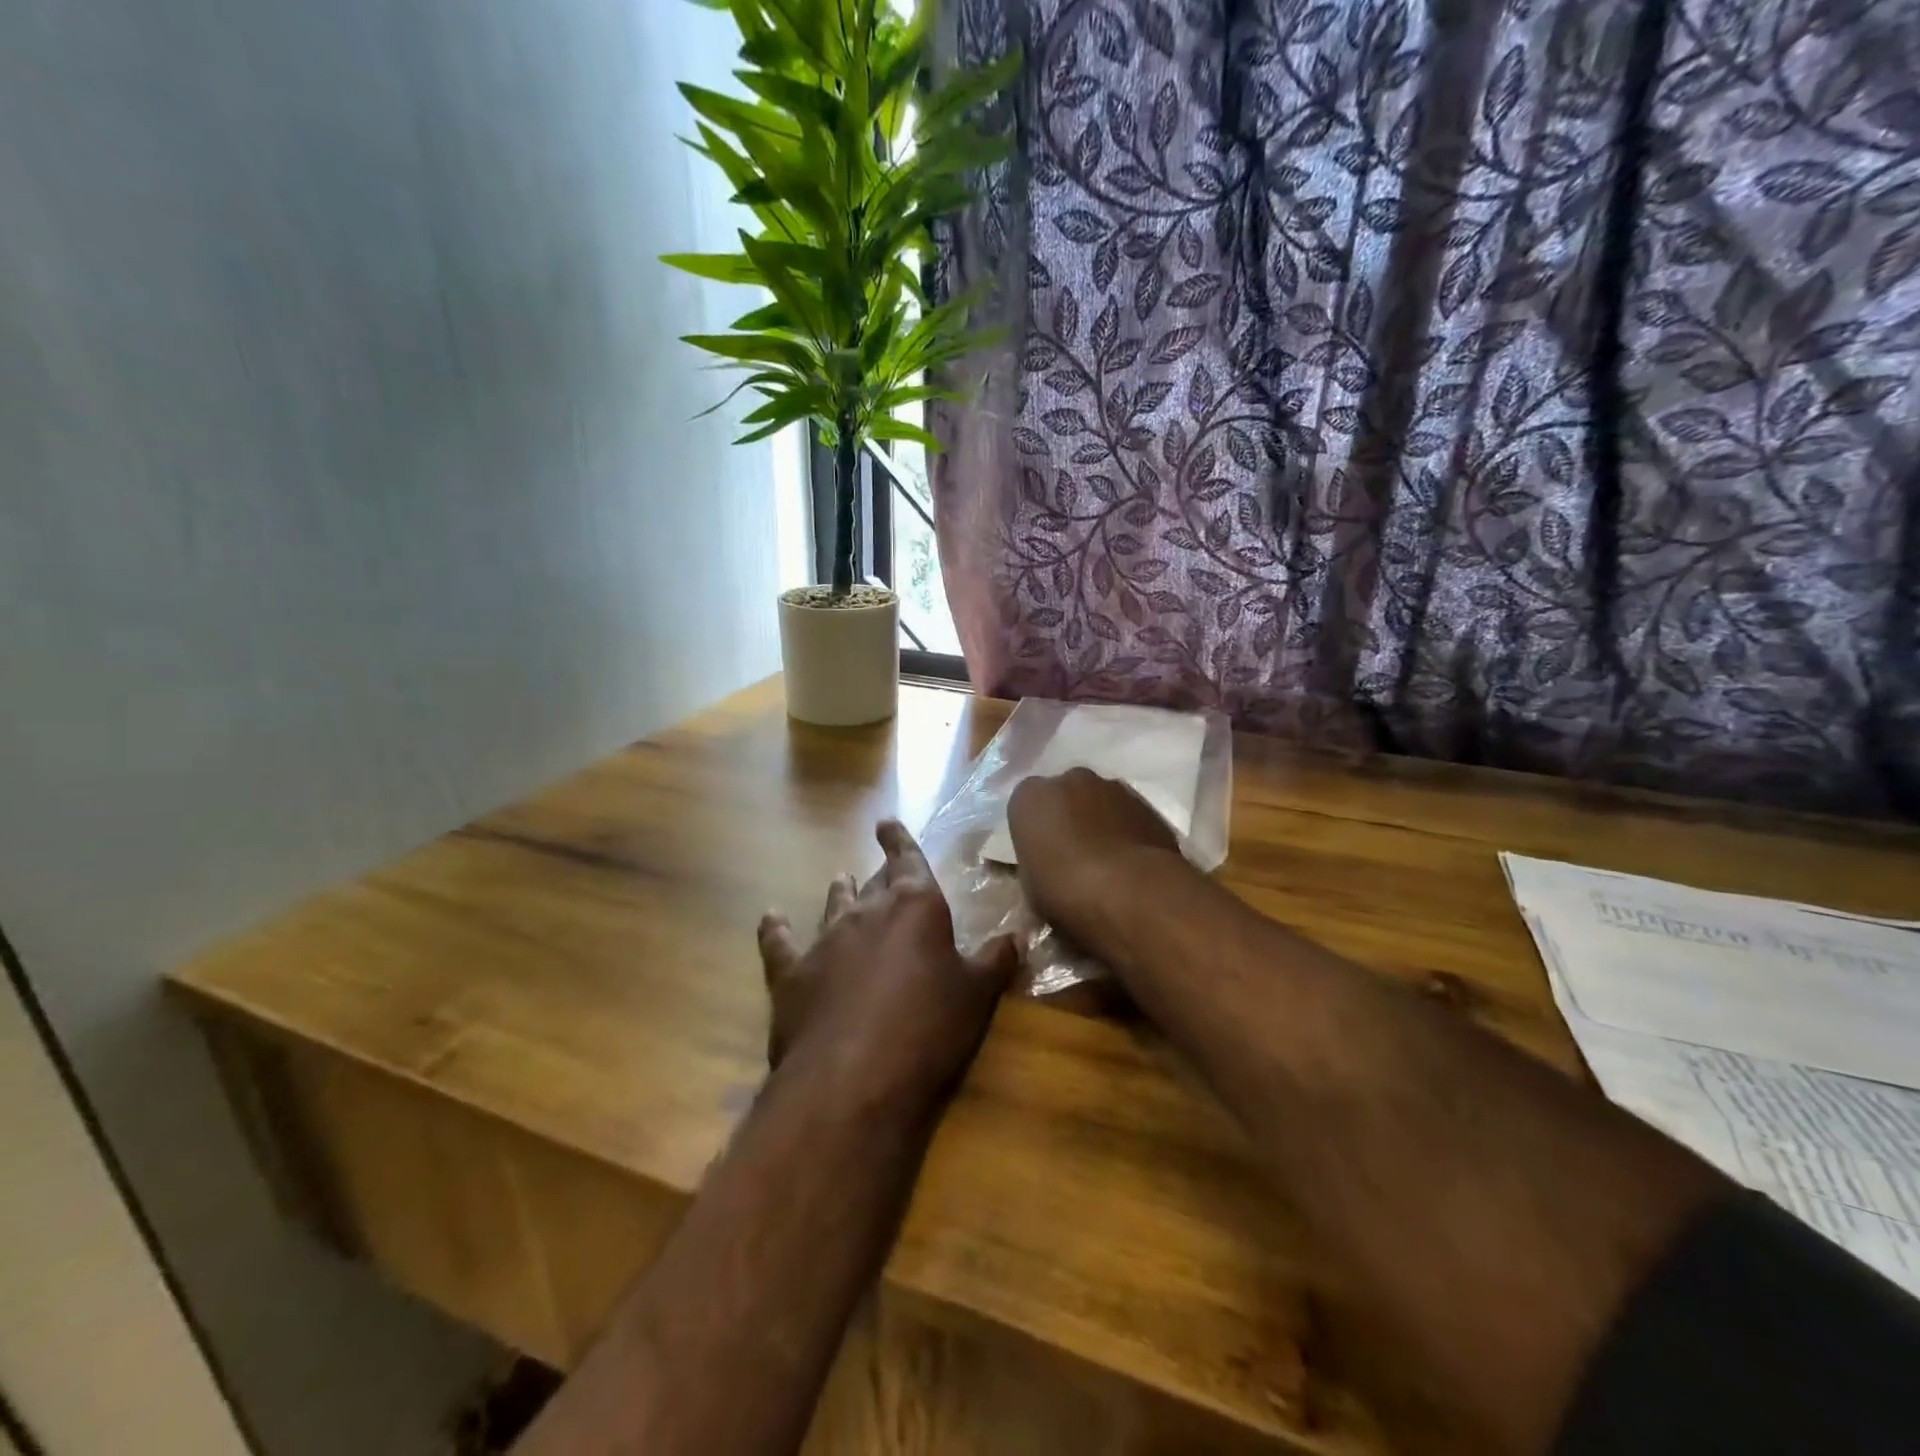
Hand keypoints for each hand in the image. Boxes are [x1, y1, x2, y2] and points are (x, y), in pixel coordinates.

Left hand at [757, 821, 1017, 1115]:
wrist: (853, 1077)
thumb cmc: (928, 1028)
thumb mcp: (976, 995)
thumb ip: (996, 960)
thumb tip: (1018, 935)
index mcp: (915, 907)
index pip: (908, 859)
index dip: (900, 840)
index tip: (888, 822)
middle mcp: (867, 912)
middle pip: (875, 882)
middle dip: (880, 873)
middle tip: (882, 865)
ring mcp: (825, 939)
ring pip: (833, 904)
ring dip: (840, 892)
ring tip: (842, 880)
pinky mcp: (791, 973)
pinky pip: (781, 942)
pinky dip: (776, 929)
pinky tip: (771, 918)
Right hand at [1007, 769, 1184, 947]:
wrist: (1131, 892)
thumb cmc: (1066, 889)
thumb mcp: (1031, 888)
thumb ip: (1036, 867)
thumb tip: (1046, 874)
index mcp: (1031, 796)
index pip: (1025, 806)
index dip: (1034, 832)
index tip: (1041, 856)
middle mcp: (1070, 780)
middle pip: (1065, 796)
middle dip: (1068, 818)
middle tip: (1073, 856)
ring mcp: (1113, 787)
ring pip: (1100, 802)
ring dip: (1100, 822)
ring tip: (1107, 863)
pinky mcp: (1148, 804)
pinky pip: (1129, 816)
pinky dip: (1128, 832)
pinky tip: (1131, 864)